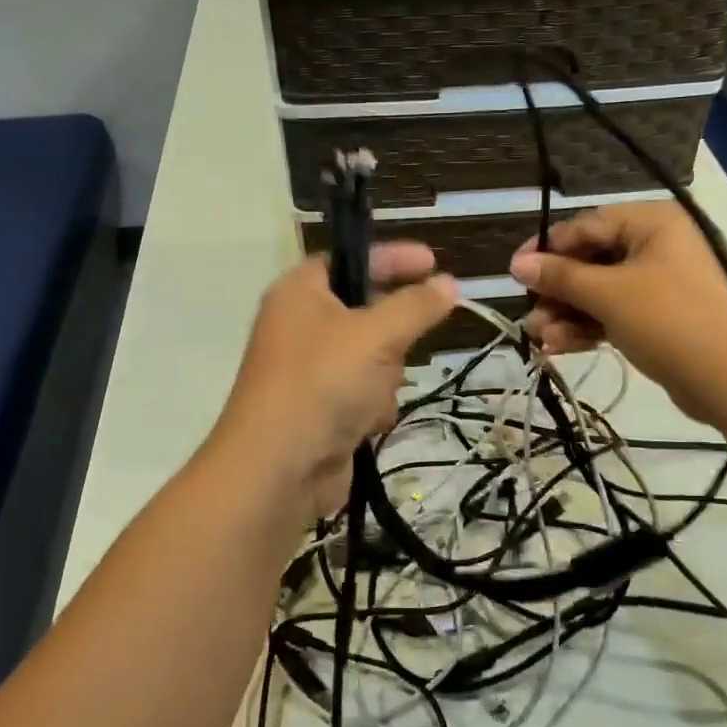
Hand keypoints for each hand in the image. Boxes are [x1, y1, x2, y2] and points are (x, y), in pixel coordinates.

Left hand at [212, 244, 457, 516]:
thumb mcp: (377, 335)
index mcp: (300, 292)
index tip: (434, 262)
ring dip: (385, 377)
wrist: (278, 469)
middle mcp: (300, 325)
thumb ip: (416, 306)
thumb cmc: (323, 384)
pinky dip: (372, 405)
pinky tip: (366, 423)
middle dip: (392, 336)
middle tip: (400, 348)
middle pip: (367, 312)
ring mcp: (309, 370)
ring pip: (373, 356)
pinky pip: (364, 392)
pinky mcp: (320, 408)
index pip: (352, 258)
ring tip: (373, 395)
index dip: (393, 257)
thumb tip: (448, 284)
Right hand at [510, 202, 726, 440]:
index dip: (547, 250)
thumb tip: (516, 263)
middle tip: (529, 316)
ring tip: (540, 338)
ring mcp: (660, 284)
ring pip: (599, 292)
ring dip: (567, 314)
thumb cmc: (672, 322)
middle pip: (590, 261)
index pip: (586, 226)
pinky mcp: (660, 318)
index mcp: (652, 223)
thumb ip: (561, 277)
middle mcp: (657, 245)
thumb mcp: (610, 295)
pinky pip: (614, 314)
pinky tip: (559, 348)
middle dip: (556, 291)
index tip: (514, 274)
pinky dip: (588, 328)